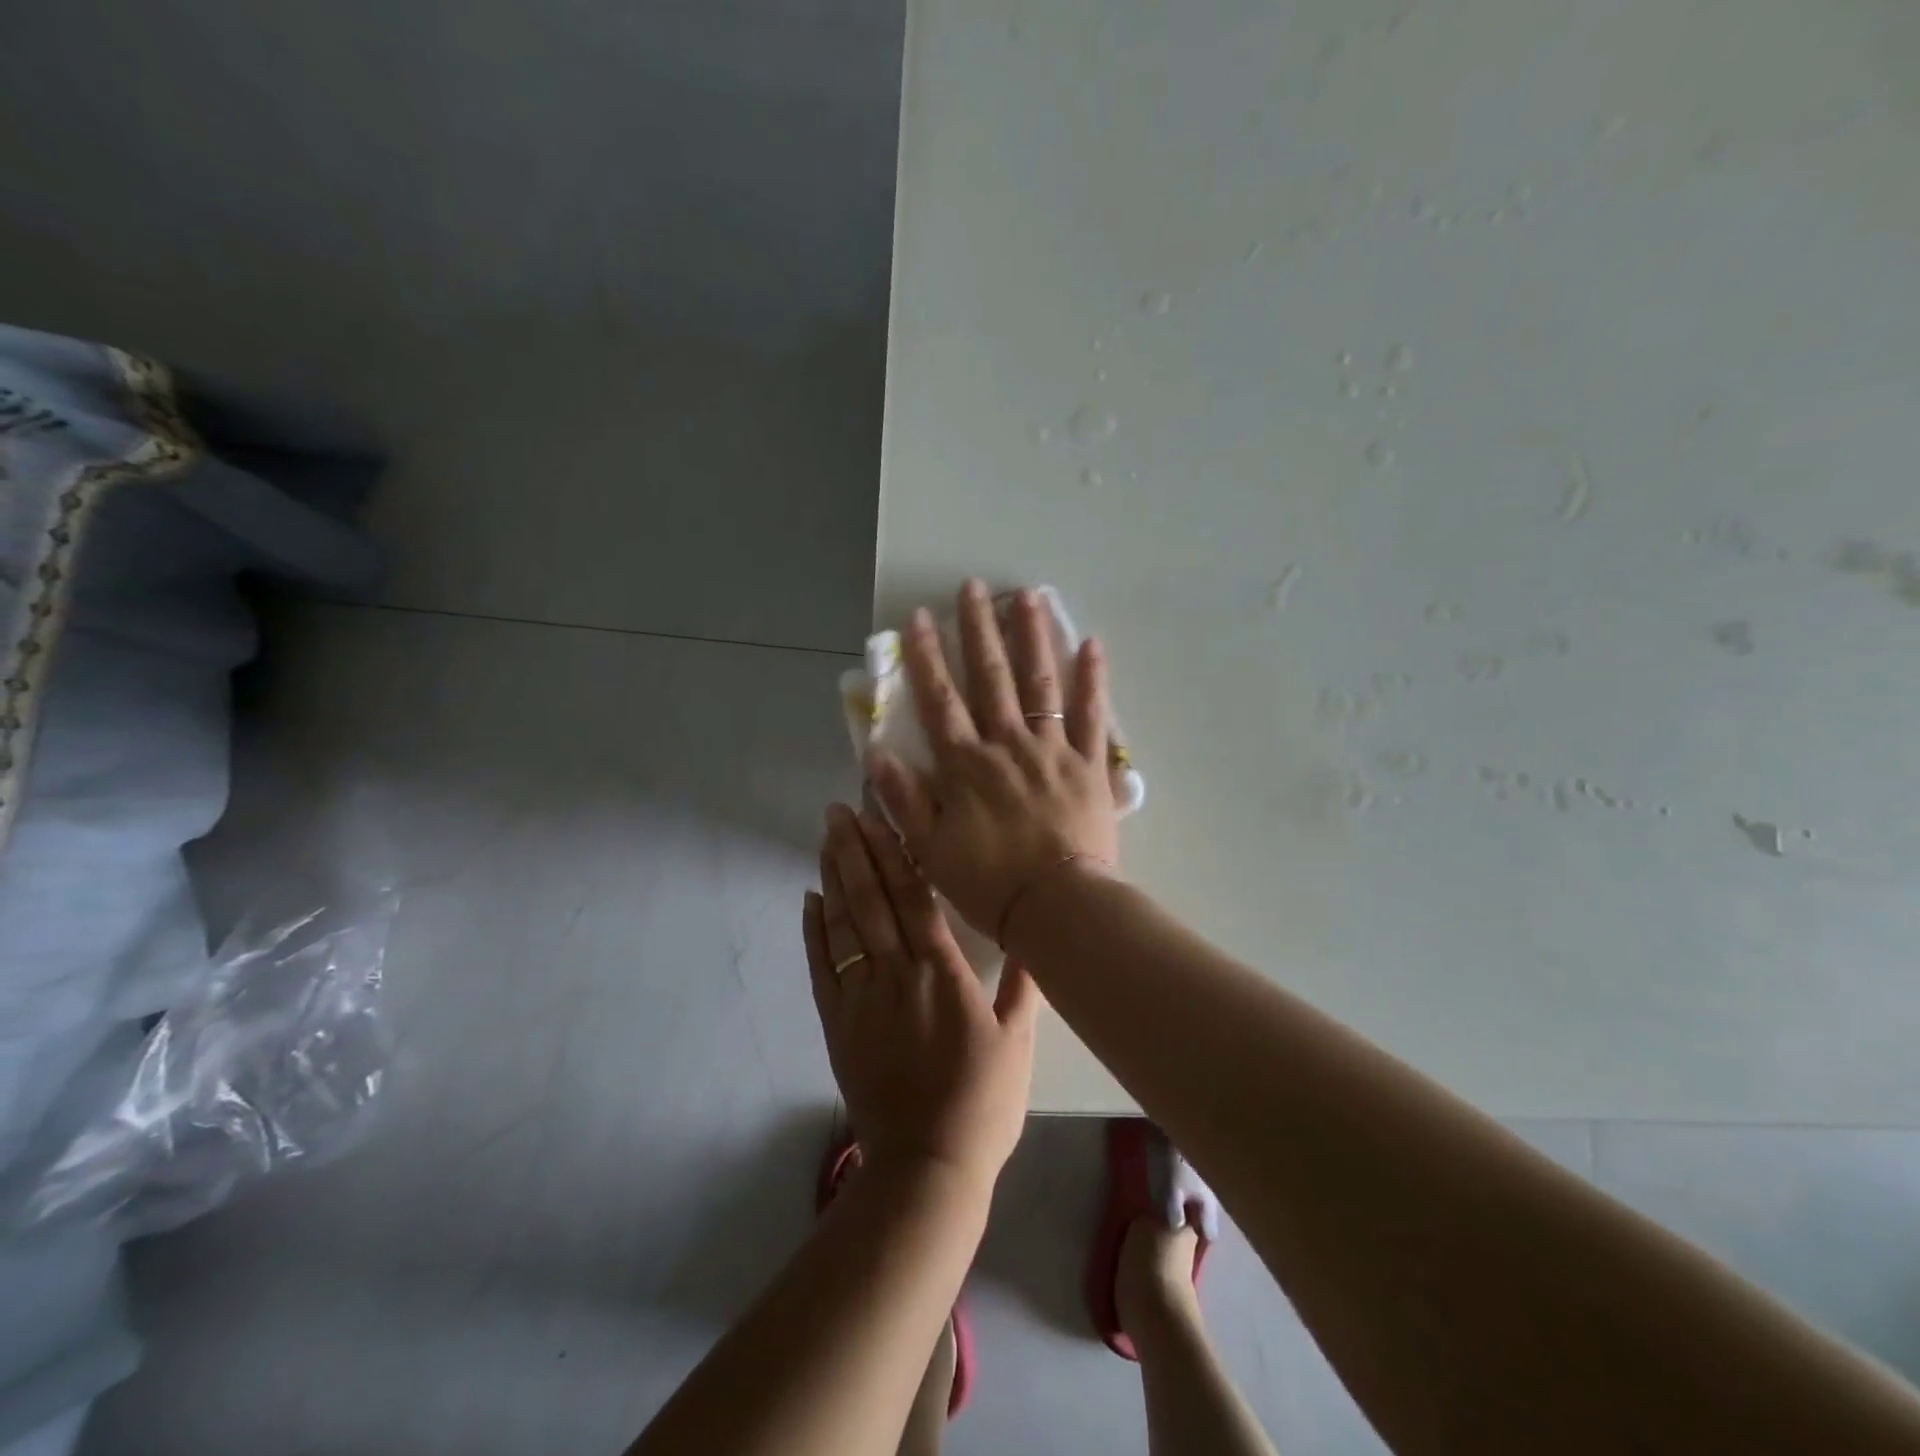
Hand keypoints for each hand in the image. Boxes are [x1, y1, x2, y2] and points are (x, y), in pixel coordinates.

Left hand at [803, 803, 1040, 1188]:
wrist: (927, 1165)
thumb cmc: (982, 1102)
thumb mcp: (1018, 1043)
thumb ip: (1021, 985)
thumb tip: (1031, 937)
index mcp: (942, 972)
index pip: (913, 898)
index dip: (893, 853)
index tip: (877, 818)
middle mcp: (897, 973)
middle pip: (871, 900)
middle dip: (854, 850)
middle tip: (839, 811)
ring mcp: (861, 997)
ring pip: (844, 925)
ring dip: (833, 878)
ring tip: (825, 840)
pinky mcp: (837, 1022)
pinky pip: (821, 967)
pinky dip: (814, 930)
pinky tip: (810, 900)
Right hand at [865, 580, 1119, 941]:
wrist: (1058, 910)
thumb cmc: (989, 885)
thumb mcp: (930, 850)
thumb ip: (904, 799)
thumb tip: (876, 752)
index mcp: (966, 765)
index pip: (941, 700)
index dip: (926, 658)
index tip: (918, 617)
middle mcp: (1008, 745)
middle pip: (991, 678)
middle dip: (979, 629)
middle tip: (974, 587)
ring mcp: (1053, 751)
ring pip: (1040, 684)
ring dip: (1031, 638)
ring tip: (1027, 596)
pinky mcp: (1090, 765)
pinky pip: (1093, 716)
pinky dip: (1092, 680)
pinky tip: (1091, 645)